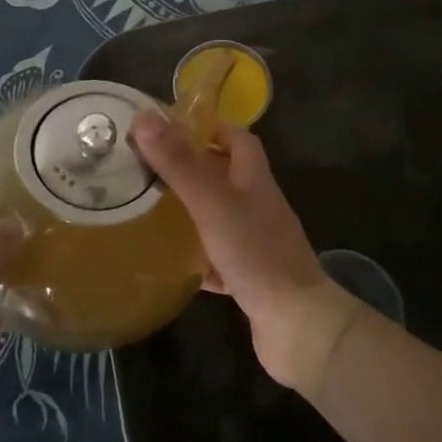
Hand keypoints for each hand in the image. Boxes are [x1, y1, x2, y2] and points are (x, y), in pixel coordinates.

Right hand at [130, 113, 360, 395]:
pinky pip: (217, 258)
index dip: (209, 127)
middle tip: (148, 168)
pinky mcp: (249, 278)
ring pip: (219, 216)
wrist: (297, 324)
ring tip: (149, 208)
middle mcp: (257, 205)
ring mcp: (255, 242)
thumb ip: (179, 162)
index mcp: (254, 179)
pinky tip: (168, 260)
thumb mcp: (212, 201)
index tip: (169, 128)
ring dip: (189, 211)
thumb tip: (145, 117)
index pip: (237, 138)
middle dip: (190, 168)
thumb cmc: (255, 252)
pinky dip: (195, 256)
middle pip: (225, 176)